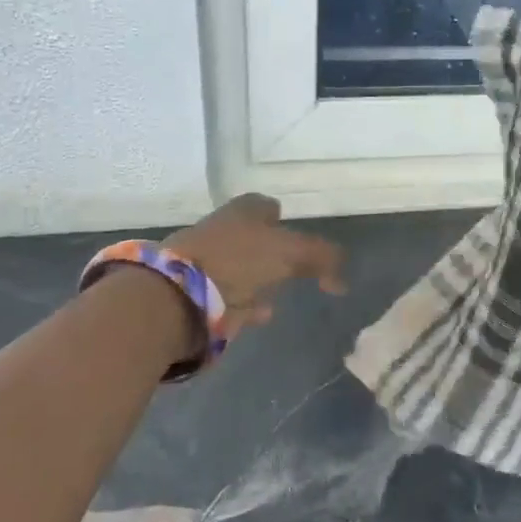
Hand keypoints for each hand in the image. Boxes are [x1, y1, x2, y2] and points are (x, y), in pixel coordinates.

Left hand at [166, 194, 346, 334]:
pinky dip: (243, 303)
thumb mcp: (292, 253)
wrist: (178, 294)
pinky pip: (227, 296)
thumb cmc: (239, 260)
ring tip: (276, 297)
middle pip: (252, 238)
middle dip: (270, 251)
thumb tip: (342, 277)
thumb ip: (322, 258)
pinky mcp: (194, 293)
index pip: (265, 206)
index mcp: (243, 211)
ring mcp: (204, 261)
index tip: (296, 233)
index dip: (281, 218)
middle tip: (292, 267)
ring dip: (256, 280)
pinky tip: (256, 315)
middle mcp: (222, 229)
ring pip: (239, 267)